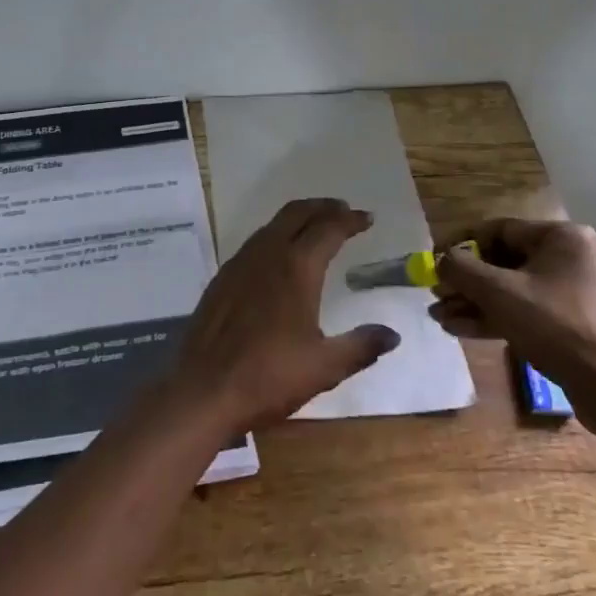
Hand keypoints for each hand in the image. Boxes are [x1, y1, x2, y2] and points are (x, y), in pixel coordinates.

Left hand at [172, 198, 401, 430]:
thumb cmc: (269, 376)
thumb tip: (392, 335)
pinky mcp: (222, 278)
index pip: (328, 229)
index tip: (366, 219)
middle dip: (322, 207)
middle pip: (296, 213)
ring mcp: (239, 264)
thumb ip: (361, 346)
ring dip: (297, 218)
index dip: (349, 220)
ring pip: (272, 225)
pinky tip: (279, 256)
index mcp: (296, 268)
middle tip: (343, 211)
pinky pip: (254, 242)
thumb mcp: (324, 366)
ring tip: (315, 227)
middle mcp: (267, 254)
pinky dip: (275, 235)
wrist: (204, 389)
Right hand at [431, 219, 595, 433]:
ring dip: (476, 302)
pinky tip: (461, 328)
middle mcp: (572, 256)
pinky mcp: (574, 320)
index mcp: (563, 237)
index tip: (435, 261)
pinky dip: (497, 316)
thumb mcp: (499, 292)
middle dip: (466, 282)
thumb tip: (441, 259)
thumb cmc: (554, 325)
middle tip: (437, 295)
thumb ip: (461, 269)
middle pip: (504, 261)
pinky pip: (528, 308)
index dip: (461, 245)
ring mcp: (575, 290)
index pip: (498, 230)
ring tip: (440, 317)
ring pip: (513, 289)